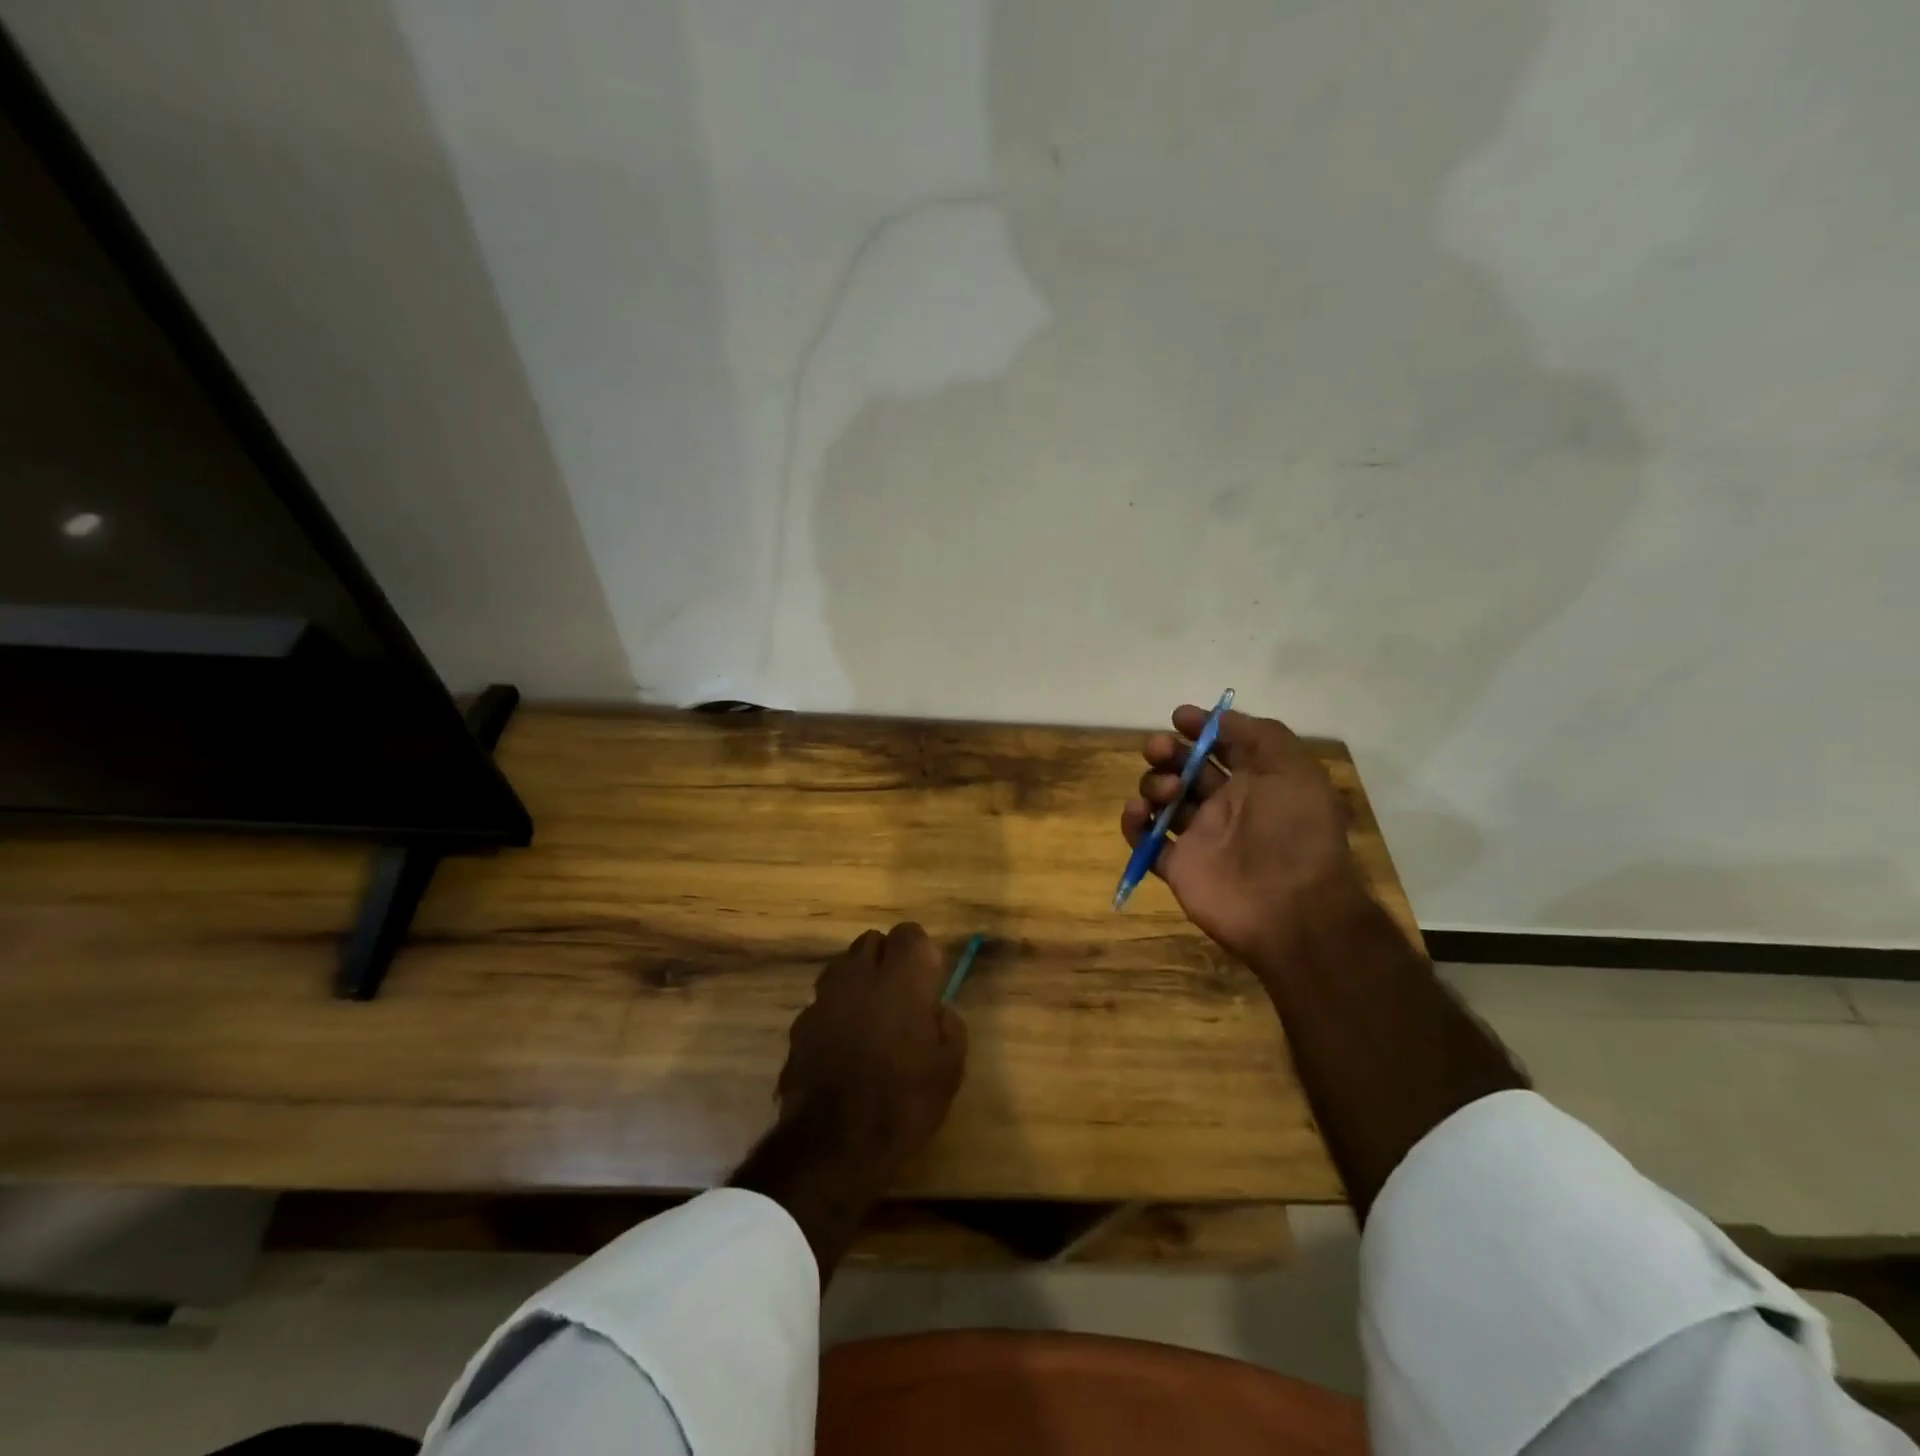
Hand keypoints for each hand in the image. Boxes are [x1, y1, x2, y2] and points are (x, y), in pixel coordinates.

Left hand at [775, 922, 967, 1173]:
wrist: (834, 1143)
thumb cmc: (904, 1101)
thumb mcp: (950, 1069)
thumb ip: (949, 1027)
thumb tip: (938, 1010)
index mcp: (901, 978)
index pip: (909, 933)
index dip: (920, 952)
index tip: (928, 979)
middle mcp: (859, 975)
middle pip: (871, 942)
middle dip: (886, 958)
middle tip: (900, 995)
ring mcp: (824, 998)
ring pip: (842, 968)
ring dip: (858, 981)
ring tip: (871, 1017)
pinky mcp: (800, 1025)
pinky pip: (823, 1003)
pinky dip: (835, 1013)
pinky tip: (843, 1046)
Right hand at [1121, 705, 1366, 967]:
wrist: (1293, 909)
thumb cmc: (1296, 831)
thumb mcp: (1294, 769)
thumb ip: (1260, 734)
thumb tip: (1220, 718)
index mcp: (1256, 782)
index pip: (1222, 745)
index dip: (1200, 727)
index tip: (1180, 718)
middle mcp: (1226, 806)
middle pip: (1185, 768)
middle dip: (1168, 751)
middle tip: (1161, 750)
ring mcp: (1200, 837)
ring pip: (1162, 799)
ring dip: (1154, 783)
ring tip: (1167, 792)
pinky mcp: (1178, 866)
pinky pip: (1145, 840)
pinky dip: (1134, 823)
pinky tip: (1139, 812)